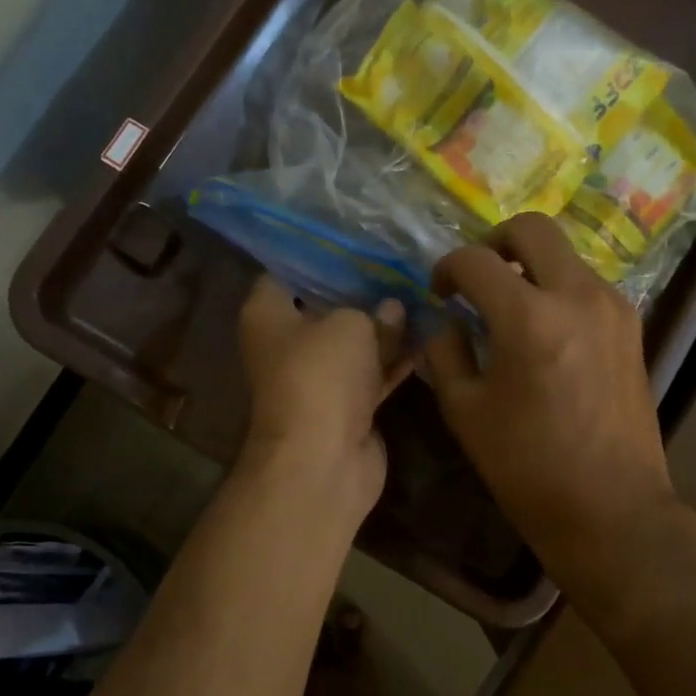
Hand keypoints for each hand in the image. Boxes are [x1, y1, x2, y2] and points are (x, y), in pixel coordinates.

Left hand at [237, 276, 409, 522]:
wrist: (323, 458)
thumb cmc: (322, 374)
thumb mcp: (351, 325)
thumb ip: (374, 310)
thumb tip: (393, 308)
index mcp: (267, 315)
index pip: (285, 270)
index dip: (318, 252)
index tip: (355, 237)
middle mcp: (286, 344)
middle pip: (325, 306)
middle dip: (361, 289)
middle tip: (399, 262)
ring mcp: (318, 377)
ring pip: (353, 343)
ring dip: (384, 327)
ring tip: (421, 293)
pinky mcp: (346, 406)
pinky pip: (373, 374)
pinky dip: (395, 360)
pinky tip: (428, 336)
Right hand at [422, 214, 679, 593]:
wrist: (610, 508)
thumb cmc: (527, 467)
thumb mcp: (465, 411)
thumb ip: (445, 352)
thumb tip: (443, 320)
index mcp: (528, 318)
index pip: (475, 261)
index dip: (446, 269)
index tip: (439, 293)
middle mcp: (577, 295)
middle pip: (532, 229)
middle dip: (494, 243)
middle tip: (477, 278)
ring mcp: (612, 307)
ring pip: (564, 254)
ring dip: (530, 266)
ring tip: (509, 308)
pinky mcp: (631, 326)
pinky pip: (586, 284)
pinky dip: (558, 289)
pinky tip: (544, 331)